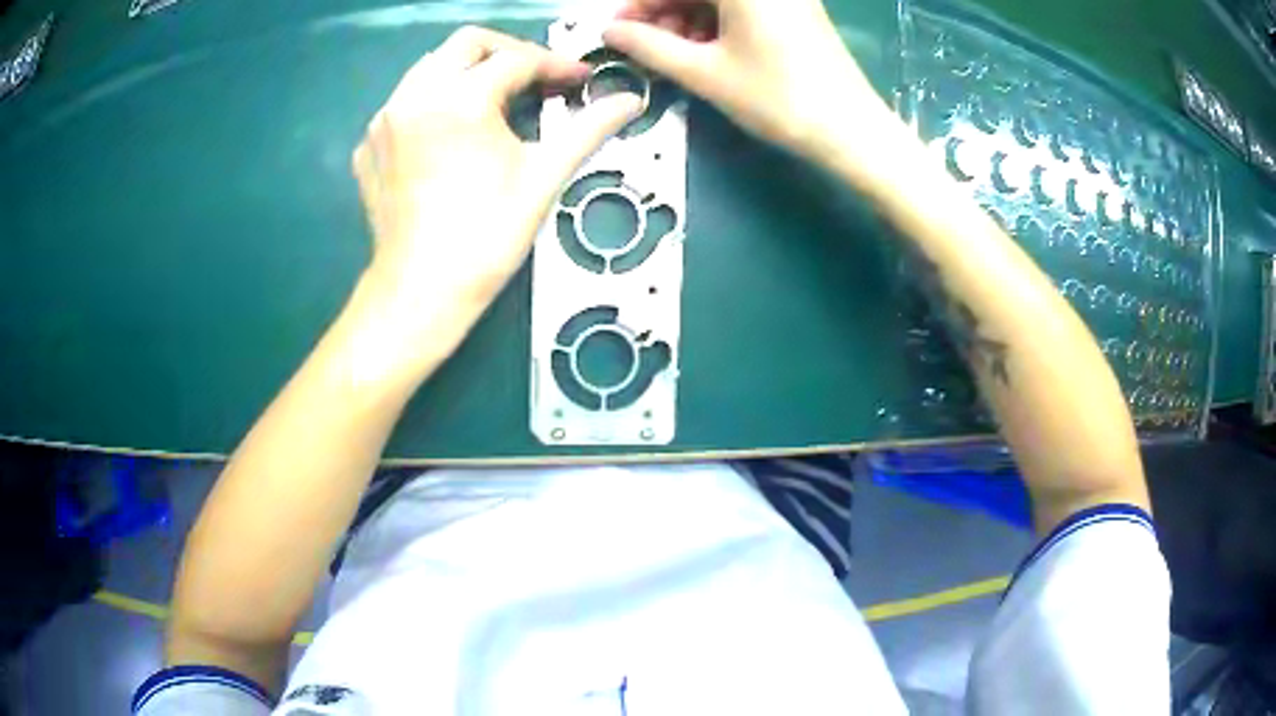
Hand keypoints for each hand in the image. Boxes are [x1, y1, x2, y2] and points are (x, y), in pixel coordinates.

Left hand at [352, 27, 642, 344]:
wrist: (420, 291)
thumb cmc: (487, 236)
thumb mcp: (544, 176)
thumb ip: (589, 128)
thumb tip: (632, 101)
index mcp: (459, 99)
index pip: (517, 60)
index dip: (556, 65)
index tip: (580, 81)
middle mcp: (415, 96)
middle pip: (466, 44)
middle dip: (509, 53)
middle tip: (537, 79)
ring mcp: (384, 120)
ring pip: (430, 68)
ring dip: (469, 72)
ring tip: (497, 101)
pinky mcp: (367, 146)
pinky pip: (405, 103)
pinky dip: (435, 102)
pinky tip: (453, 133)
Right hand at [605, 0, 899, 165]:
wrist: (851, 130)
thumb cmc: (777, 99)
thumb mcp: (704, 72)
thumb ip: (649, 46)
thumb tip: (610, 32)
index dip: (639, 4)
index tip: (617, 31)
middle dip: (663, 10)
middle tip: (642, 45)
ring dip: (687, 17)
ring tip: (672, 53)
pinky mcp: (796, 10)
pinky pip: (743, 6)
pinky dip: (716, 22)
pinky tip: (703, 49)